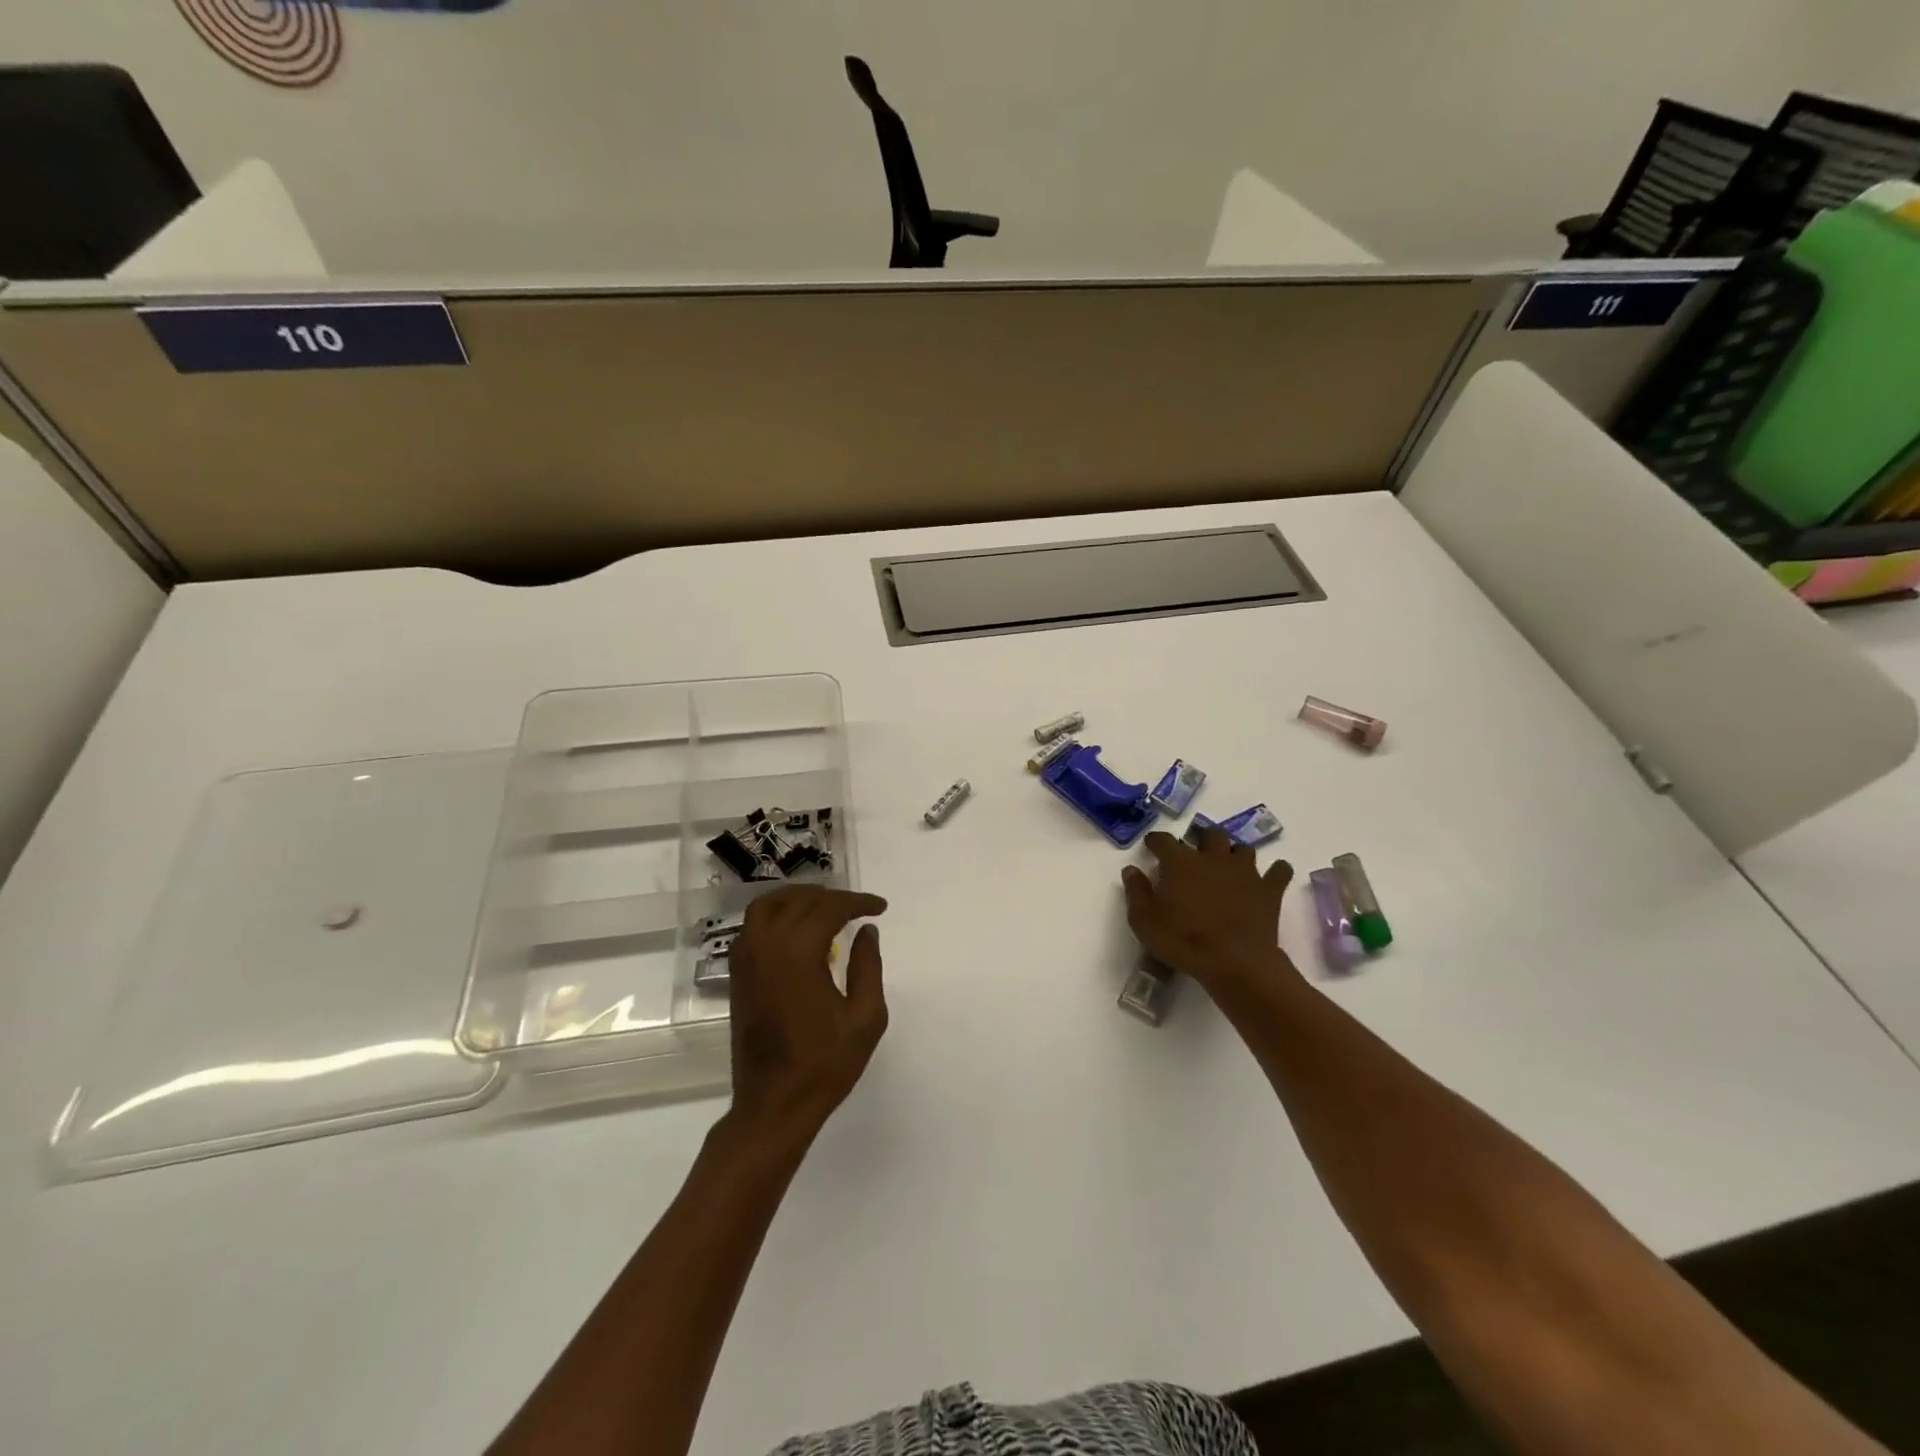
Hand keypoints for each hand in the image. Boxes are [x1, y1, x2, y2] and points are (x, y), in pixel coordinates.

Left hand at [726, 886, 889, 1141]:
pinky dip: (775, 914)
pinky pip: (752, 926)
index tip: (879, 907)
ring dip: (798, 898)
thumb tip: (867, 931)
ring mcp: (746, 960)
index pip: (830, 908)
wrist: (774, 1105)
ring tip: (825, 907)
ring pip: (768, 905)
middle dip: (832, 898)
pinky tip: (795, 928)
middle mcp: (767, 946)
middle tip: (858, 908)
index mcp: (798, 953)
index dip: (858, 902)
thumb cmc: (825, 1064)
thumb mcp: (865, 1017)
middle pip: (800, 901)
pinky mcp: (737, 975)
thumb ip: (868, 966)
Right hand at [1121, 829, 1296, 990]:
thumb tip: (1131, 870)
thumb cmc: (1183, 940)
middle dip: (1202, 840)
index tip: (1152, 846)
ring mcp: (1245, 872)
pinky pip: (1279, 871)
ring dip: (1235, 854)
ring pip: (1243, 849)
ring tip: (1229, 866)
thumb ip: (1136, 892)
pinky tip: (1270, 878)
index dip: (1156, 841)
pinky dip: (1275, 872)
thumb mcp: (1144, 921)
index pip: (1164, 840)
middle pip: (1210, 835)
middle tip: (1196, 854)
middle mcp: (1213, 858)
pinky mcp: (1269, 890)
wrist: (1234, 962)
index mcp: (1181, 862)